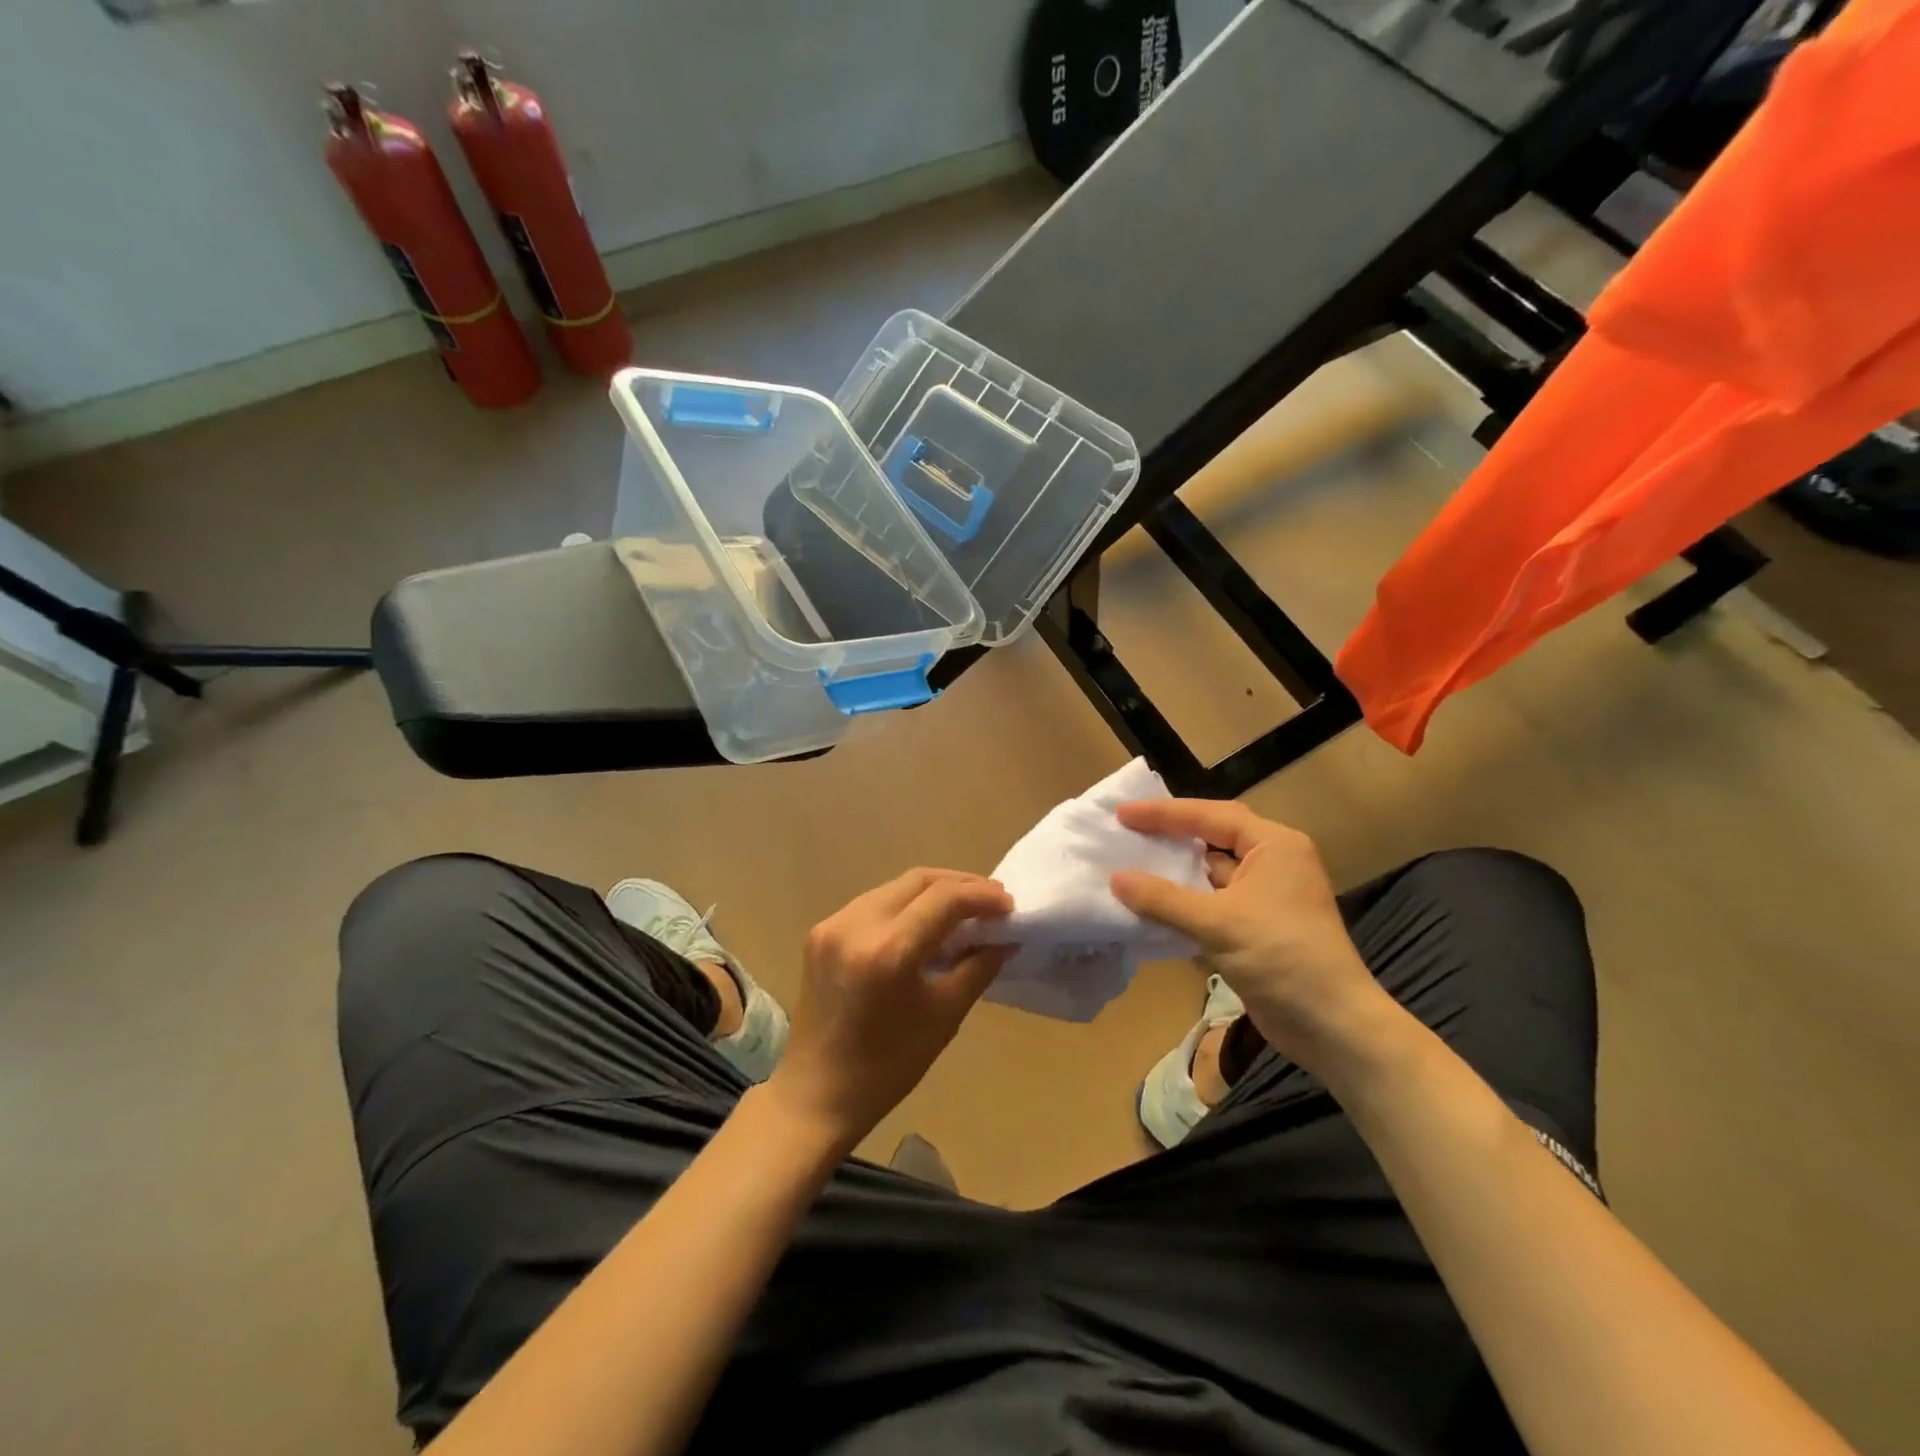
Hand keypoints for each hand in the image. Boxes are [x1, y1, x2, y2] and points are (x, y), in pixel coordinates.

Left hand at [766, 869, 1012, 1151]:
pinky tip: (924, 923)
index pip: (944, 898)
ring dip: (932, 891)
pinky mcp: (821, 932)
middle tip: (992, 900)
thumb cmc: (887, 1067)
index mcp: (888, 951)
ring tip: (964, 910)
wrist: (816, 1095)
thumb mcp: (944, 1016)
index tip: (1009, 906)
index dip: (982, 896)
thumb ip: (978, 967)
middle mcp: (856, 925)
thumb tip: (1006, 938)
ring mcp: (833, 925)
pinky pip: (873, 904)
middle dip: (960, 884)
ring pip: (895, 887)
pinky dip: (904, 905)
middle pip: (918, 880)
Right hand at [1111, 799, 1396, 1072]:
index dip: (1164, 813)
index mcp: (1274, 846)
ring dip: (1173, 871)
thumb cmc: (1283, 960)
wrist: (1333, 1027)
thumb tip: (1115, 879)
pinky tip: (1150, 904)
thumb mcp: (1218, 924)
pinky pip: (1212, 901)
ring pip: (1210, 872)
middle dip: (1169, 836)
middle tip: (1124, 832)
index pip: (1211, 816)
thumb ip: (1163, 899)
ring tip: (1127, 863)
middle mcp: (1272, 862)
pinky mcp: (1256, 926)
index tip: (1123, 813)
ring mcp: (1265, 895)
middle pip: (1211, 838)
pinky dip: (1183, 901)